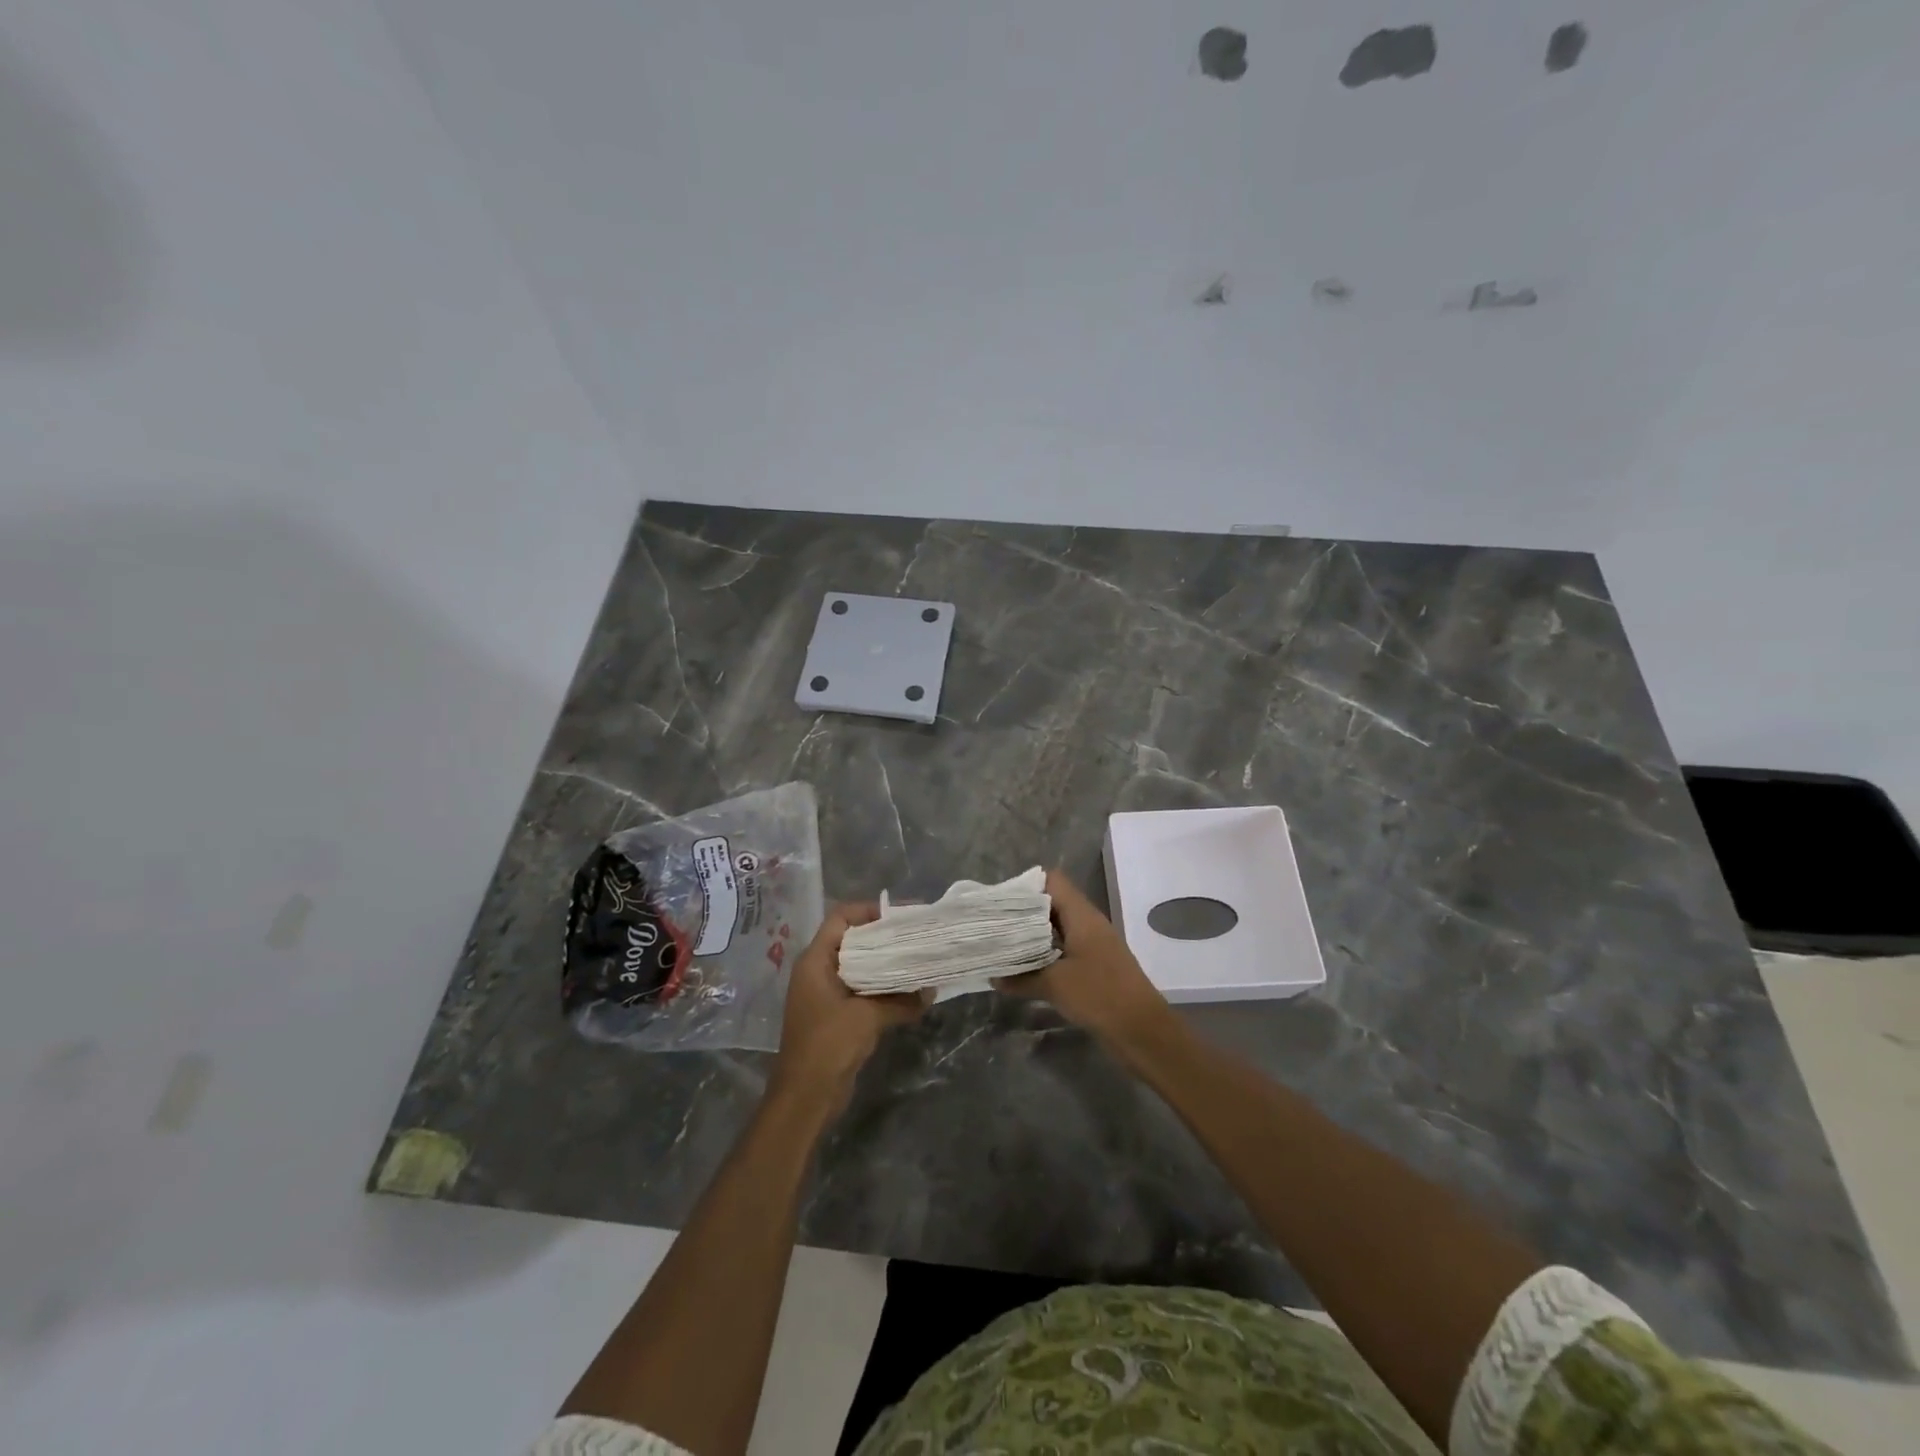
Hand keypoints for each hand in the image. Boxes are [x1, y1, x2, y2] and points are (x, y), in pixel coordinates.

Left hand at [771, 903, 923, 1114]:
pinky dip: (884, 989)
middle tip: (917, 936)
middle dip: (885, 938)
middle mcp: (818, 971)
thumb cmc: (828, 1045)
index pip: (841, 918)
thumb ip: (900, 1000)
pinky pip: (862, 990)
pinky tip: (910, 993)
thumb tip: (931, 990)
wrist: (805, 1098)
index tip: (901, 916)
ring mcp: (826, 994)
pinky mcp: (837, 1016)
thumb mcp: (868, 1017)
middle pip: (854, 940)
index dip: (869, 911)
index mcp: (816, 961)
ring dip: (887, 965)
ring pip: (860, 967)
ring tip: (919, 960)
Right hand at [994, 869, 1170, 1047]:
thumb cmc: (1099, 995)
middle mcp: (1088, 923)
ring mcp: (1094, 945)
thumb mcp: (1054, 985)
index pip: (1052, 881)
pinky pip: (1065, 949)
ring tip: (1003, 944)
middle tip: (994, 923)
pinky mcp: (1095, 966)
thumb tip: (992, 976)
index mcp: (1082, 915)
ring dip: (1033, 935)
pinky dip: (1045, 954)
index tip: (999, 901)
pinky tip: (1025, 967)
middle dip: (1024, 911)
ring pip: (1058, 928)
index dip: (1026, 885)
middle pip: (1052, 903)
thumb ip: (1021, 978)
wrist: (1143, 1031)